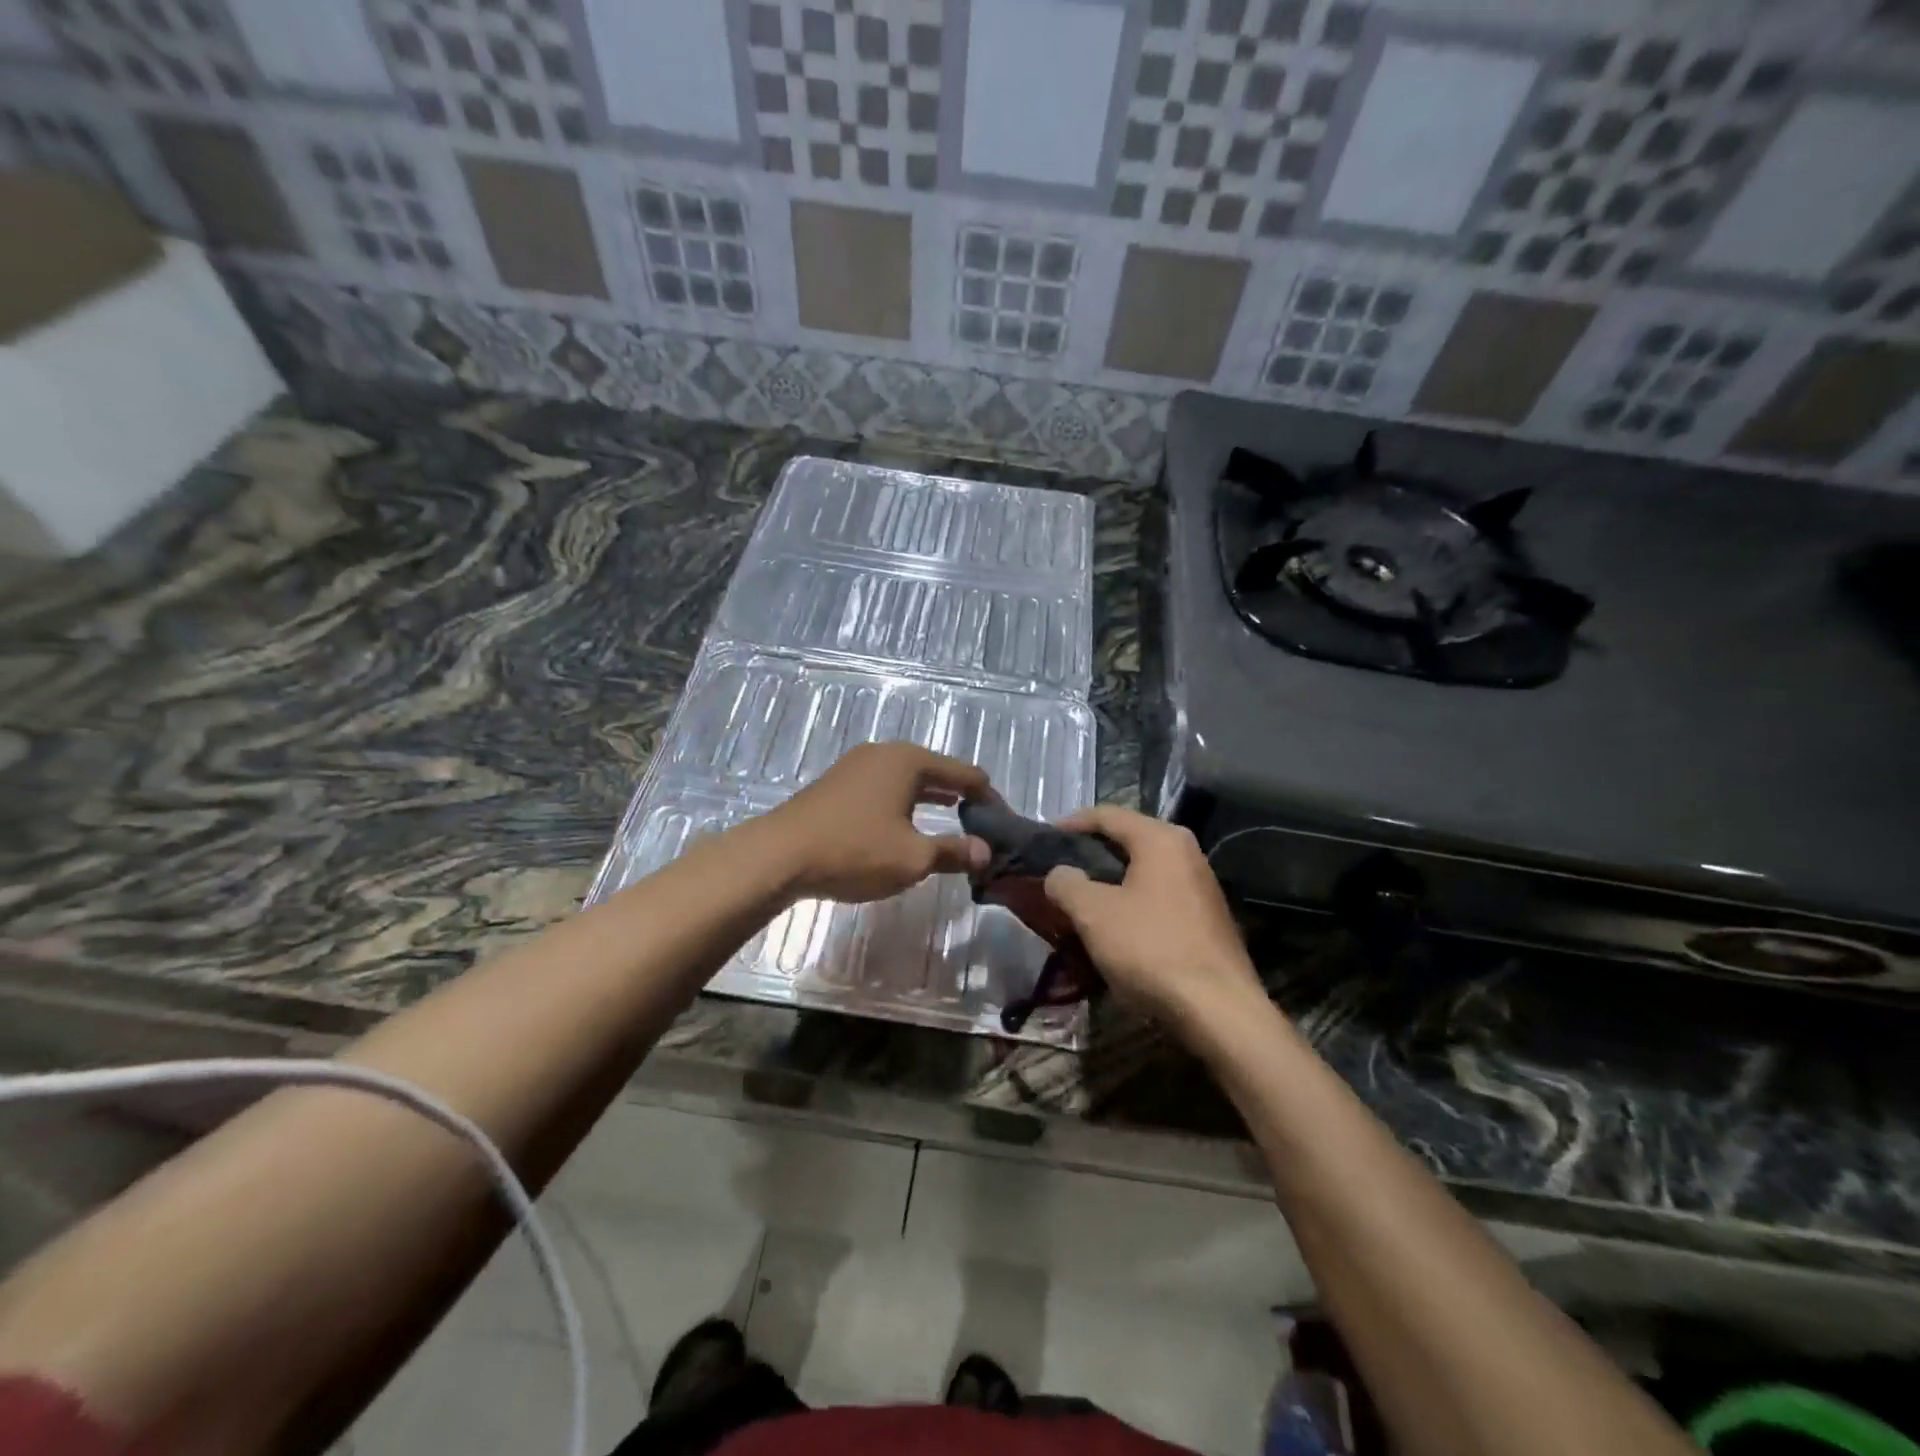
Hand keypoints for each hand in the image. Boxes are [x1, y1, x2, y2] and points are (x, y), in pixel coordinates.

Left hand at [756, 742, 991, 903]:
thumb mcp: (913, 858)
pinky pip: (885, 787)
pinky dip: (904, 802)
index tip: (1002, 821)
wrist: (780, 855)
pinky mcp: (838, 783)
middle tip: (980, 823)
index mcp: (909, 761)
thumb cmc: (855, 850)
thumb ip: (953, 852)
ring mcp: (857, 765)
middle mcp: (885, 753)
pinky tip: (905, 823)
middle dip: (960, 796)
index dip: (988, 797)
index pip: (965, 773)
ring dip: (931, 799)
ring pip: (908, 779)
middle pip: (936, 771)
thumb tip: (984, 853)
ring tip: (952, 819)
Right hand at [1041, 806, 1264, 1039]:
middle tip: (1059, 871)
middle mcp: (1186, 853)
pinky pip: (1158, 897)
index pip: (1107, 815)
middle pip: (1127, 840)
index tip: (1045, 839)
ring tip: (1080, 901)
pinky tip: (1114, 928)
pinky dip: (1131, 904)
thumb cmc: (1151, 949)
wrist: (1219, 1011)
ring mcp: (1201, 886)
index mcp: (1160, 839)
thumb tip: (1059, 874)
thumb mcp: (1093, 913)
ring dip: (1110, 882)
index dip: (1071, 823)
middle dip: (1090, 854)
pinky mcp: (1206, 919)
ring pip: (1143, 872)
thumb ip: (1066, 884)